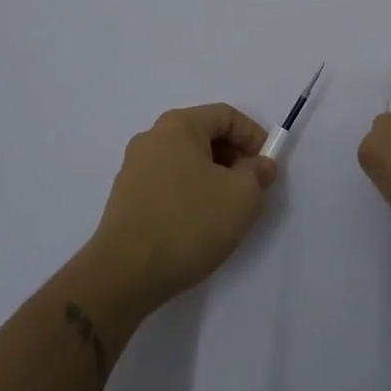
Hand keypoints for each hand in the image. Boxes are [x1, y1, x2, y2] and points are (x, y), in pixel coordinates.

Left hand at [86, 103, 277, 313]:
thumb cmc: (188, 224)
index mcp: (178, 125)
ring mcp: (134, 166)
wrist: (123, 274)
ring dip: (213, 176)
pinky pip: (168, 181)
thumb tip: (260, 165)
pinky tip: (197, 223)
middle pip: (204, 134)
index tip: (267, 167)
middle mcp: (152, 137)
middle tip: (250, 188)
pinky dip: (190, 192)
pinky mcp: (126, 196)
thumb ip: (259, 173)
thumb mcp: (242, 197)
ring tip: (226, 209)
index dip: (254, 136)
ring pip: (186, 159)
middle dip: (234, 157)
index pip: (226, 115)